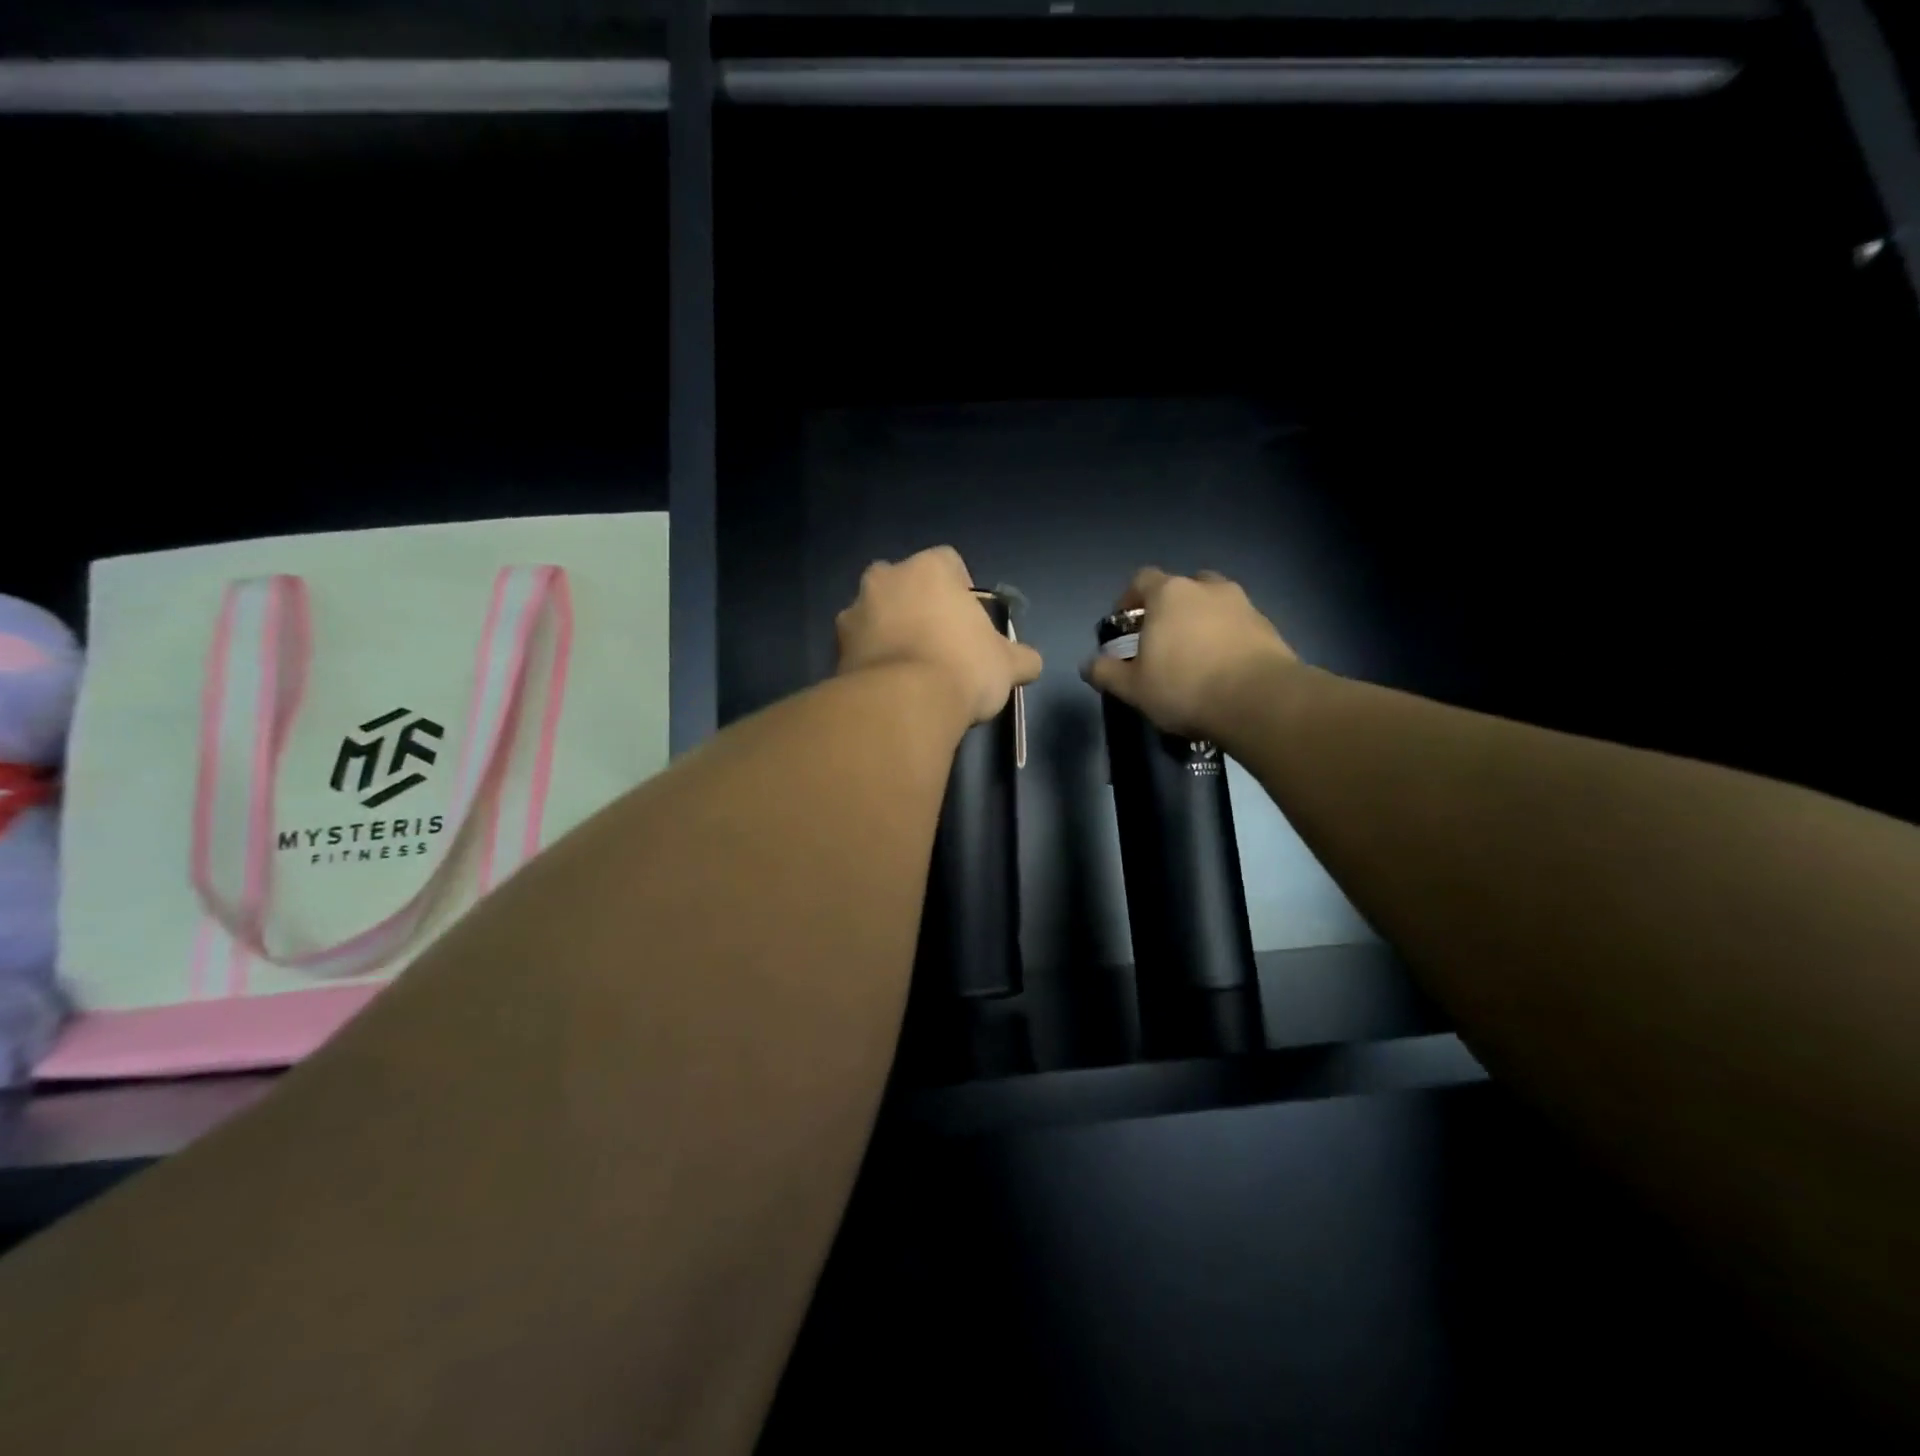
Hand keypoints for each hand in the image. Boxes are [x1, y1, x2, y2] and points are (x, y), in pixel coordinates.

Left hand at [835, 546, 1043, 724]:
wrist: (903, 706)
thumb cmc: (962, 668)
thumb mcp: (1007, 664)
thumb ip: (1021, 657)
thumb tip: (1030, 662)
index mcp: (928, 569)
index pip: (948, 562)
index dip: (961, 589)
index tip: (968, 621)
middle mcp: (884, 579)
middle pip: (903, 583)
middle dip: (917, 605)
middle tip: (936, 642)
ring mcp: (854, 613)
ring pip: (875, 614)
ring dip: (889, 632)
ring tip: (909, 671)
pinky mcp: (835, 650)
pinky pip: (859, 648)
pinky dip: (871, 661)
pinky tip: (889, 688)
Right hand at [1081, 567, 1297, 737]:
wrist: (1259, 700)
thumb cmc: (1185, 687)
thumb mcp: (1133, 687)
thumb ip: (1106, 672)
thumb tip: (1088, 664)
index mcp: (1169, 593)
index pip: (1141, 580)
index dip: (1129, 599)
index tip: (1125, 626)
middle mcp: (1206, 587)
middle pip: (1181, 587)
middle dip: (1169, 609)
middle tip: (1162, 640)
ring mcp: (1242, 603)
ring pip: (1213, 604)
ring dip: (1201, 621)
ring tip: (1196, 655)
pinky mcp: (1267, 625)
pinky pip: (1237, 624)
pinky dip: (1227, 638)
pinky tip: (1223, 668)